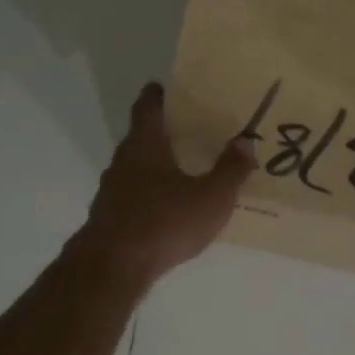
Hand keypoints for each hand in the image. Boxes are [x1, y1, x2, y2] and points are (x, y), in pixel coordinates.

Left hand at [71, 82, 254, 285]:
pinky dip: (149, 194)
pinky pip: (133, 196)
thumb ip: (230, 170)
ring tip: (182, 170)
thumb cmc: (164, 222)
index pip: (147, 108)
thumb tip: (245, 142)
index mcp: (145, 146)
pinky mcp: (110, 218)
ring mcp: (111, 191)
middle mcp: (123, 162)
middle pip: (141, 138)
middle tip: (188, 130)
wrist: (113, 267)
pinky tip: (167, 209)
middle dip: (162, 132)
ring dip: (155, 166)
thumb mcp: (210, 198)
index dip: (156, 95)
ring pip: (135, 168)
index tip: (165, 87)